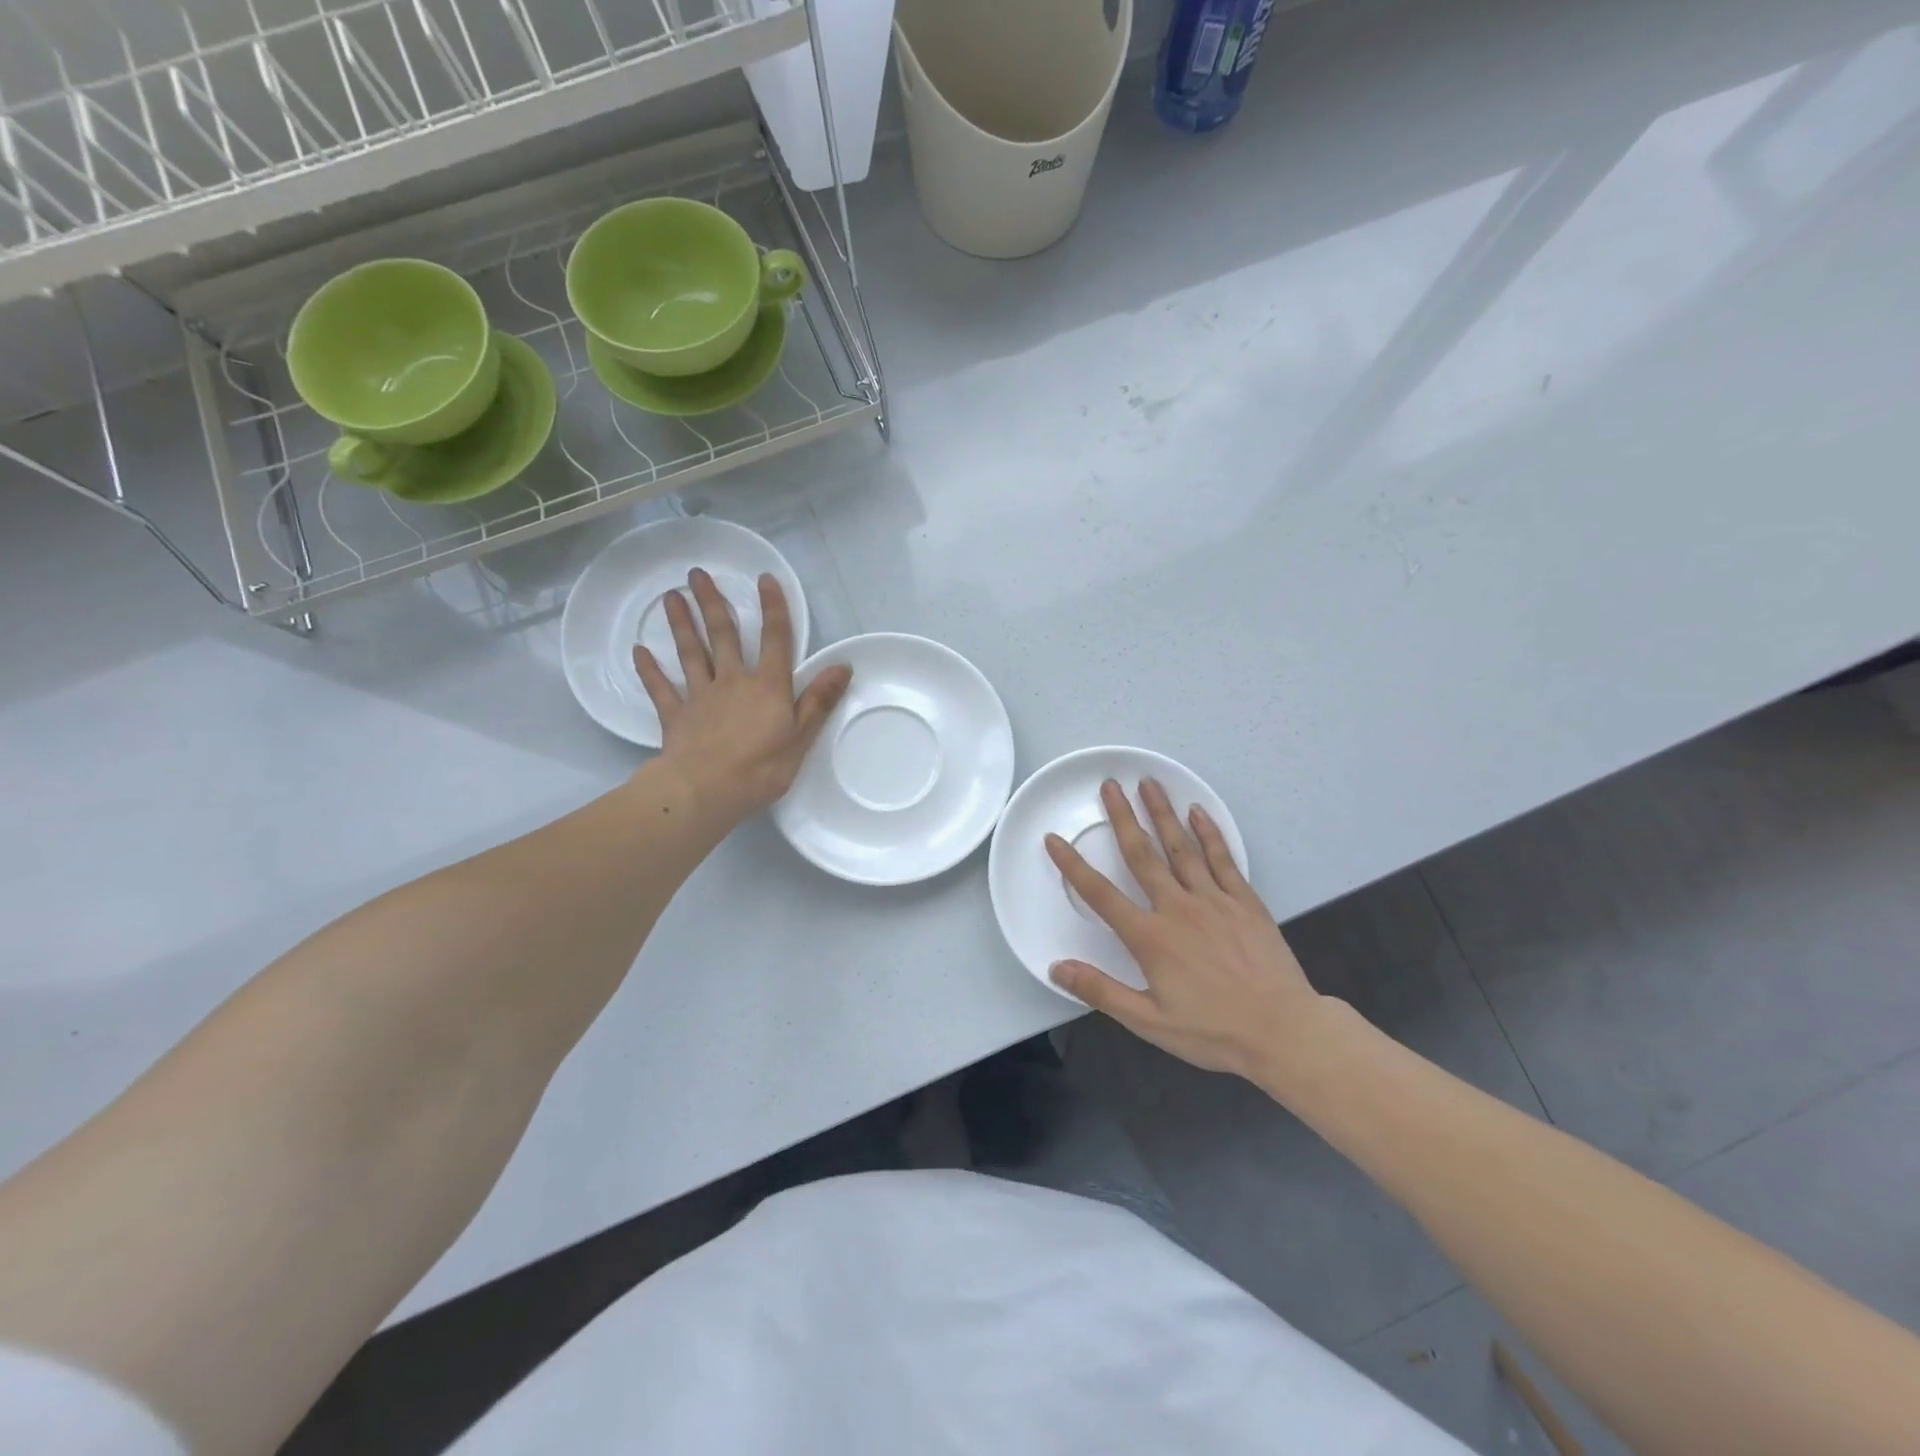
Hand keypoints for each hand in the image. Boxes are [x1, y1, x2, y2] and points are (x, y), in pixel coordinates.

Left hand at [634, 569, 850, 823]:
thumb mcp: (801, 737)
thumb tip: (842, 666)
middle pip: (723, 636)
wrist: (705, 791)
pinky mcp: (675, 716)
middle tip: (697, 574)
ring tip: (671, 597)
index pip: (775, 640)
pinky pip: (661, 689)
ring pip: (691, 654)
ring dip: (681, 624)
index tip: (765, 579)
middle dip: (712, 603)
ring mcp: (700, 697)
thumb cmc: (760, 768)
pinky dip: (650, 670)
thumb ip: (818, 700)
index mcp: (767, 687)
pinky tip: (639, 652)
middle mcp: (733, 682)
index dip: (773, 609)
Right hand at [1045, 779, 1323, 1083]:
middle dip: (1122, 817)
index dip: (1073, 865)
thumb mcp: (1149, 1021)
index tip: (1054, 840)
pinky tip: (1197, 812)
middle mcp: (1177, 908)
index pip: (1100, 894)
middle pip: (1142, 854)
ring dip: (1162, 813)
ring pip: (1181, 847)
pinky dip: (1209, 833)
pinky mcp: (1244, 901)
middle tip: (1109, 786)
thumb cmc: (1213, 1030)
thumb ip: (1101, 991)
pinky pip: (1223, 859)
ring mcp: (1213, 900)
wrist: (1283, 1031)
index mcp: (1150, 937)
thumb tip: (1057, 969)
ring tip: (1147, 783)